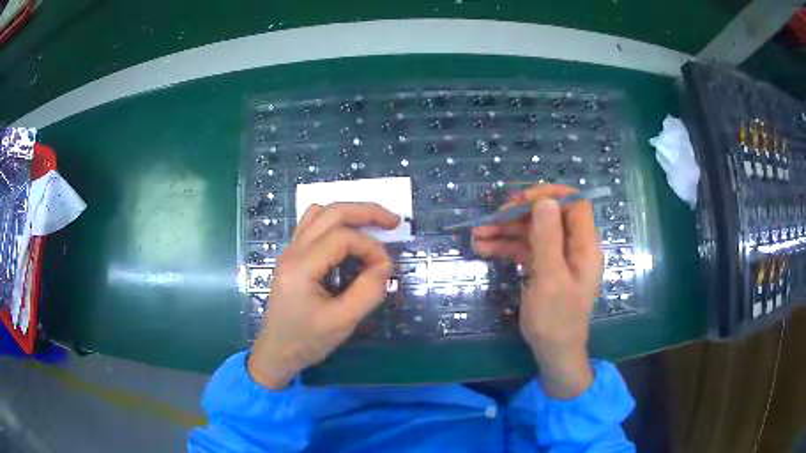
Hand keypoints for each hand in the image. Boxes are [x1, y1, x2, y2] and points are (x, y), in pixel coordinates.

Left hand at [248, 203, 399, 388]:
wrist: (278, 351)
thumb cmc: (308, 340)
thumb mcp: (343, 322)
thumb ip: (368, 292)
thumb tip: (385, 265)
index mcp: (301, 267)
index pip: (342, 238)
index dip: (371, 247)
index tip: (385, 268)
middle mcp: (292, 251)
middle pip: (331, 212)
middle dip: (366, 212)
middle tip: (394, 221)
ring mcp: (290, 250)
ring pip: (320, 213)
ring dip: (350, 213)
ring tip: (374, 225)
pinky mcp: (293, 255)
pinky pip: (314, 224)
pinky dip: (336, 222)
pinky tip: (350, 236)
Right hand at [472, 184, 602, 398]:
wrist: (553, 352)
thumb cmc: (556, 319)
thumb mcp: (550, 278)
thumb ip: (548, 238)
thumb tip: (544, 201)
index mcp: (584, 246)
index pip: (573, 204)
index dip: (549, 196)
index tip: (521, 201)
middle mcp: (573, 246)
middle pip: (547, 217)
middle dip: (518, 215)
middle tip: (490, 220)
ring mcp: (557, 257)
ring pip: (532, 233)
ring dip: (506, 232)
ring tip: (477, 236)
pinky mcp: (544, 268)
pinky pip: (525, 249)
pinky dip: (506, 247)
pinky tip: (483, 248)